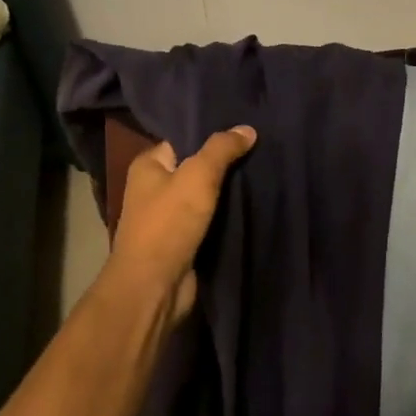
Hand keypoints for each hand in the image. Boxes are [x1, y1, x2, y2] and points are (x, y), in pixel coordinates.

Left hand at [109, 126, 256, 320]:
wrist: (155, 286)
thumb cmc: (168, 224)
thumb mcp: (197, 176)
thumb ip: (222, 149)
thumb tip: (247, 129)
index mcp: (149, 166)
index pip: (184, 140)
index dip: (212, 134)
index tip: (246, 129)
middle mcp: (156, 188)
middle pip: (198, 168)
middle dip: (227, 163)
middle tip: (263, 150)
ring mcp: (171, 217)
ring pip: (208, 196)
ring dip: (232, 192)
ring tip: (267, 173)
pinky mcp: (186, 241)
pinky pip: (213, 221)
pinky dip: (231, 216)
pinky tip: (257, 205)